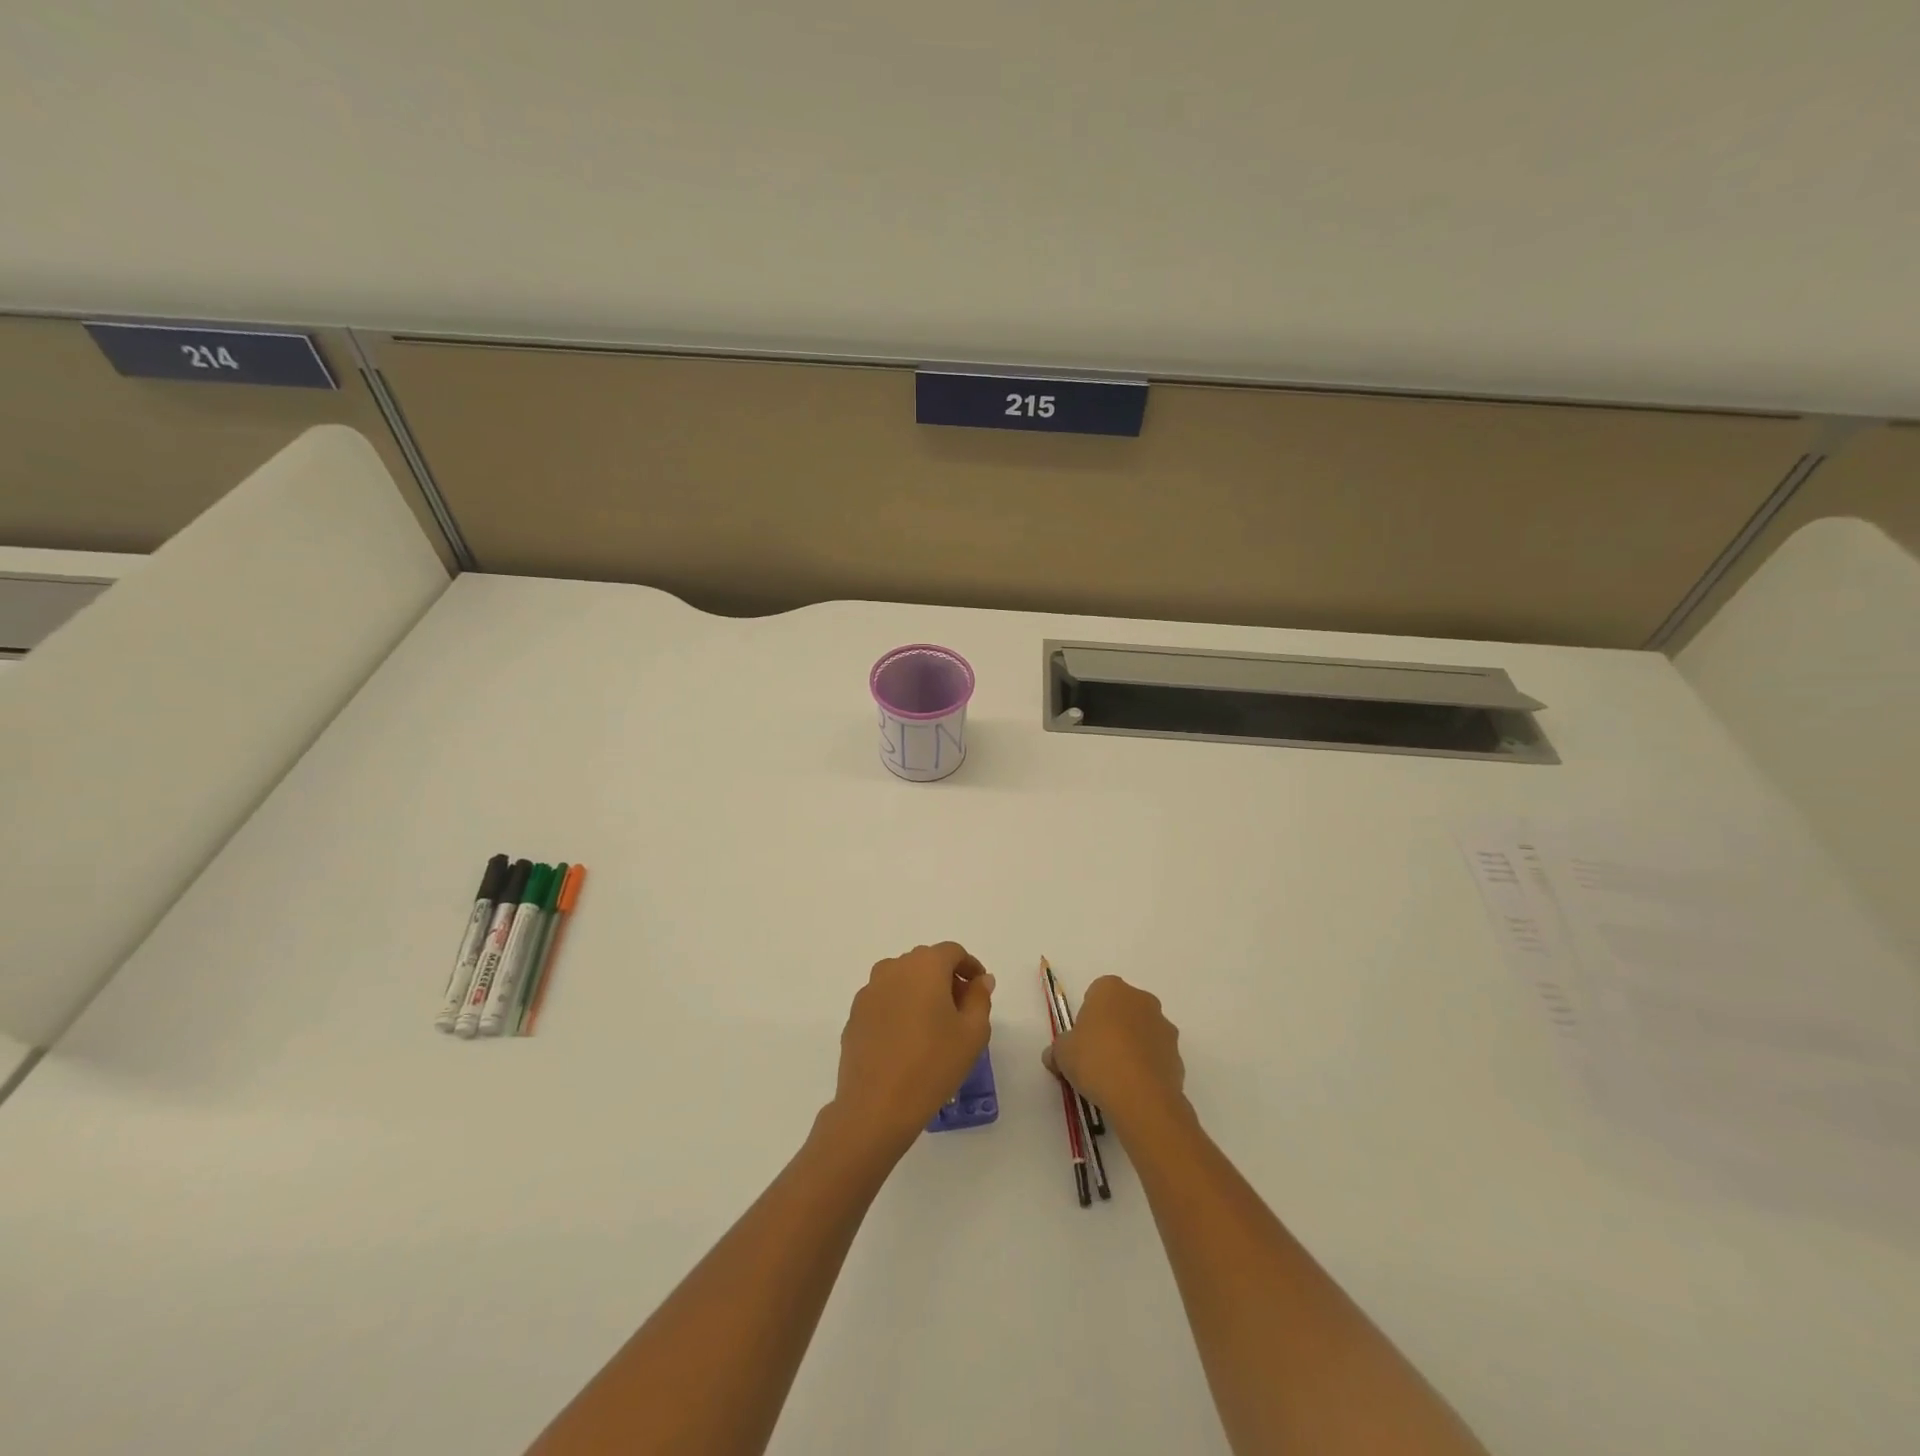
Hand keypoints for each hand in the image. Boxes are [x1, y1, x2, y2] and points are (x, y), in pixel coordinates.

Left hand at [829, 942, 995, 1152]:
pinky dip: (900, 1008)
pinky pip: (884, 1000)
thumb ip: (980, 998)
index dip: (970, 967)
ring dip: (921, 992)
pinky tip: (907, 1040)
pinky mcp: (854, 1014)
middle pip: (926, 962)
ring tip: (933, 1027)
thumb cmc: (933, 1064)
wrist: (876, 1106)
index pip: (952, 952)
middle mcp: (893, 968)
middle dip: (946, 978)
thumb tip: (981, 979)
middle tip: (961, 1010)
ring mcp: (869, 991)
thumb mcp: (973, 1032)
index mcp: (924, 966)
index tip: (980, 990)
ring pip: (902, 980)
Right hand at [1043, 975, 1187, 1135]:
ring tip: (1116, 1077)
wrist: (1141, 1097)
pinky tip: (1134, 1088)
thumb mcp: (1062, 1054)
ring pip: (1142, 1031)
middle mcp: (1141, 999)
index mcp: (1111, 989)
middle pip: (1122, 1009)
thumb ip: (1058, 1050)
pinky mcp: (1178, 1054)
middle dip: (1112, 1027)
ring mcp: (1163, 1026)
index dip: (1088, 1015)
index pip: (1096, 993)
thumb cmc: (1095, 1061)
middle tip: (1096, 1056)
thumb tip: (1054, 1056)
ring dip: (1132, 1046)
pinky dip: (1147, 1066)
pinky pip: (1156, 1055)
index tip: (1082, 1039)